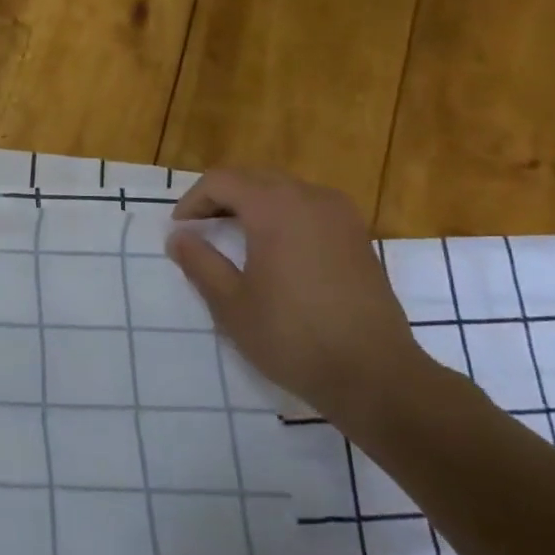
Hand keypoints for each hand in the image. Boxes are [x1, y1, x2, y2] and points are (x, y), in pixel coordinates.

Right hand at [166, 169, 430, 420]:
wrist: (376, 375)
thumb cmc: (292, 337)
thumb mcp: (231, 304)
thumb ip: (200, 262)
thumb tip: (178, 236)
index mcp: (275, 208)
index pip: (221, 181)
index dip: (193, 201)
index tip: (180, 231)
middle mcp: (310, 199)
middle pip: (254, 179)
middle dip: (221, 198)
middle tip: (200, 230)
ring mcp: (341, 216)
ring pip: (284, 190)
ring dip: (253, 204)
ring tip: (233, 238)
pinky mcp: (358, 237)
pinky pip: (309, 208)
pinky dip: (283, 216)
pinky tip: (274, 250)